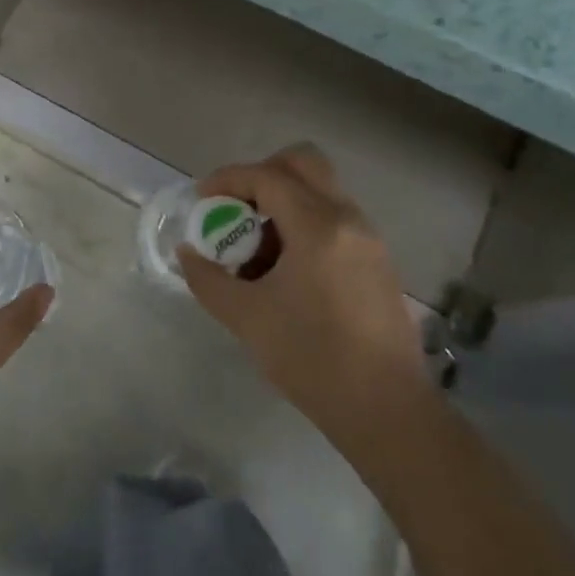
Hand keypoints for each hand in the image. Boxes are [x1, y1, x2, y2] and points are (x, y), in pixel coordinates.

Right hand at [177, 145, 434, 451]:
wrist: (386, 411)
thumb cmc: (312, 358)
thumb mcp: (245, 317)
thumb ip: (207, 278)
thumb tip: (188, 253)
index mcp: (318, 227)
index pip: (267, 176)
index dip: (228, 180)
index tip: (202, 200)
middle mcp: (348, 220)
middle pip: (304, 164)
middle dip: (261, 175)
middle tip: (234, 207)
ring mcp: (369, 240)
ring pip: (320, 191)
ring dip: (282, 202)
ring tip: (254, 247)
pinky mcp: (377, 262)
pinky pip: (334, 219)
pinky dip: (303, 224)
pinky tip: (284, 269)